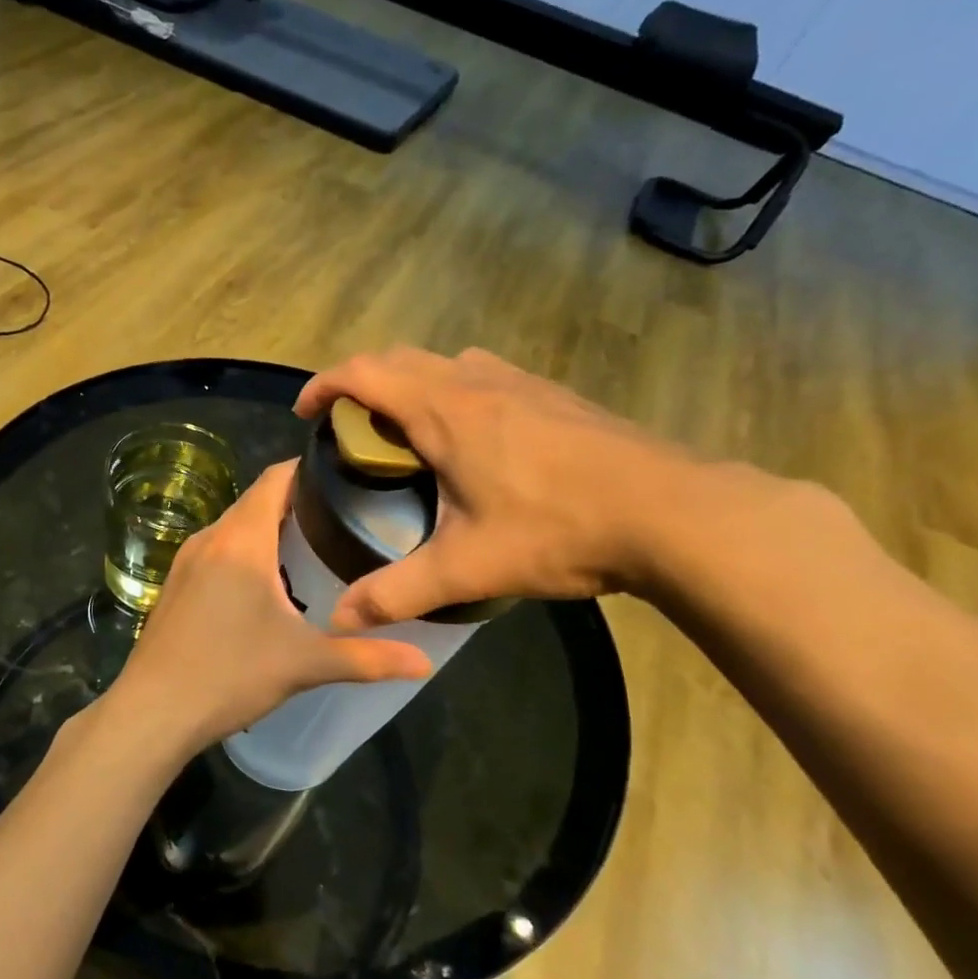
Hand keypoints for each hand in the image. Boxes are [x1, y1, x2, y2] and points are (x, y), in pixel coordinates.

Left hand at [107, 461, 433, 756]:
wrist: (153, 711)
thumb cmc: (230, 674)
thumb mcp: (305, 663)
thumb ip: (367, 657)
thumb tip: (425, 662)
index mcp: (242, 540)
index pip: (276, 479)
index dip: (308, 467)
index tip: (346, 474)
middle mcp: (210, 538)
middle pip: (256, 500)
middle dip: (297, 501)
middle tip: (343, 516)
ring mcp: (186, 561)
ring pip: (234, 526)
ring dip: (269, 528)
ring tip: (312, 546)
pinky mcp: (174, 584)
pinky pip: (217, 550)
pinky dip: (245, 551)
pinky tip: (266, 583)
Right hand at [295, 347, 702, 627]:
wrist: (672, 512)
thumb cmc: (559, 529)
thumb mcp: (468, 568)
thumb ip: (397, 593)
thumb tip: (339, 620)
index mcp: (443, 410)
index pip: (363, 373)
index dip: (323, 385)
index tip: (305, 414)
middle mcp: (474, 380)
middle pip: (398, 358)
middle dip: (360, 383)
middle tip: (346, 428)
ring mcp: (518, 381)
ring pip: (442, 361)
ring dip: (408, 383)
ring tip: (404, 432)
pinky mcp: (551, 392)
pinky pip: (481, 373)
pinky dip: (451, 390)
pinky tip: (471, 438)